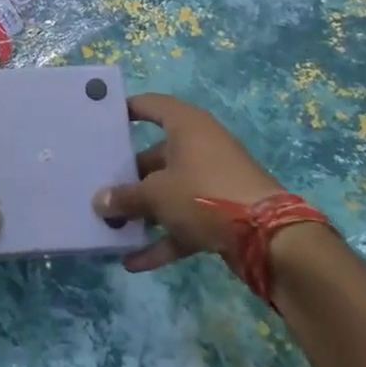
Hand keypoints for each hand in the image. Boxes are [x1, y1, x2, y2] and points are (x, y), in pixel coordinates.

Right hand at [93, 93, 287, 272]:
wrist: (268, 237)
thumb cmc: (203, 194)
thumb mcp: (156, 194)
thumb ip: (125, 197)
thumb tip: (99, 202)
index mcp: (186, 126)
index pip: (151, 106)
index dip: (126, 109)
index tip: (101, 120)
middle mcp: (200, 147)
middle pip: (156, 154)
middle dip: (128, 173)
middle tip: (97, 182)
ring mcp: (212, 181)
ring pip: (169, 190)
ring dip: (143, 209)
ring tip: (110, 224)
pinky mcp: (221, 214)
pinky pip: (183, 222)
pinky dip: (162, 239)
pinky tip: (133, 261)